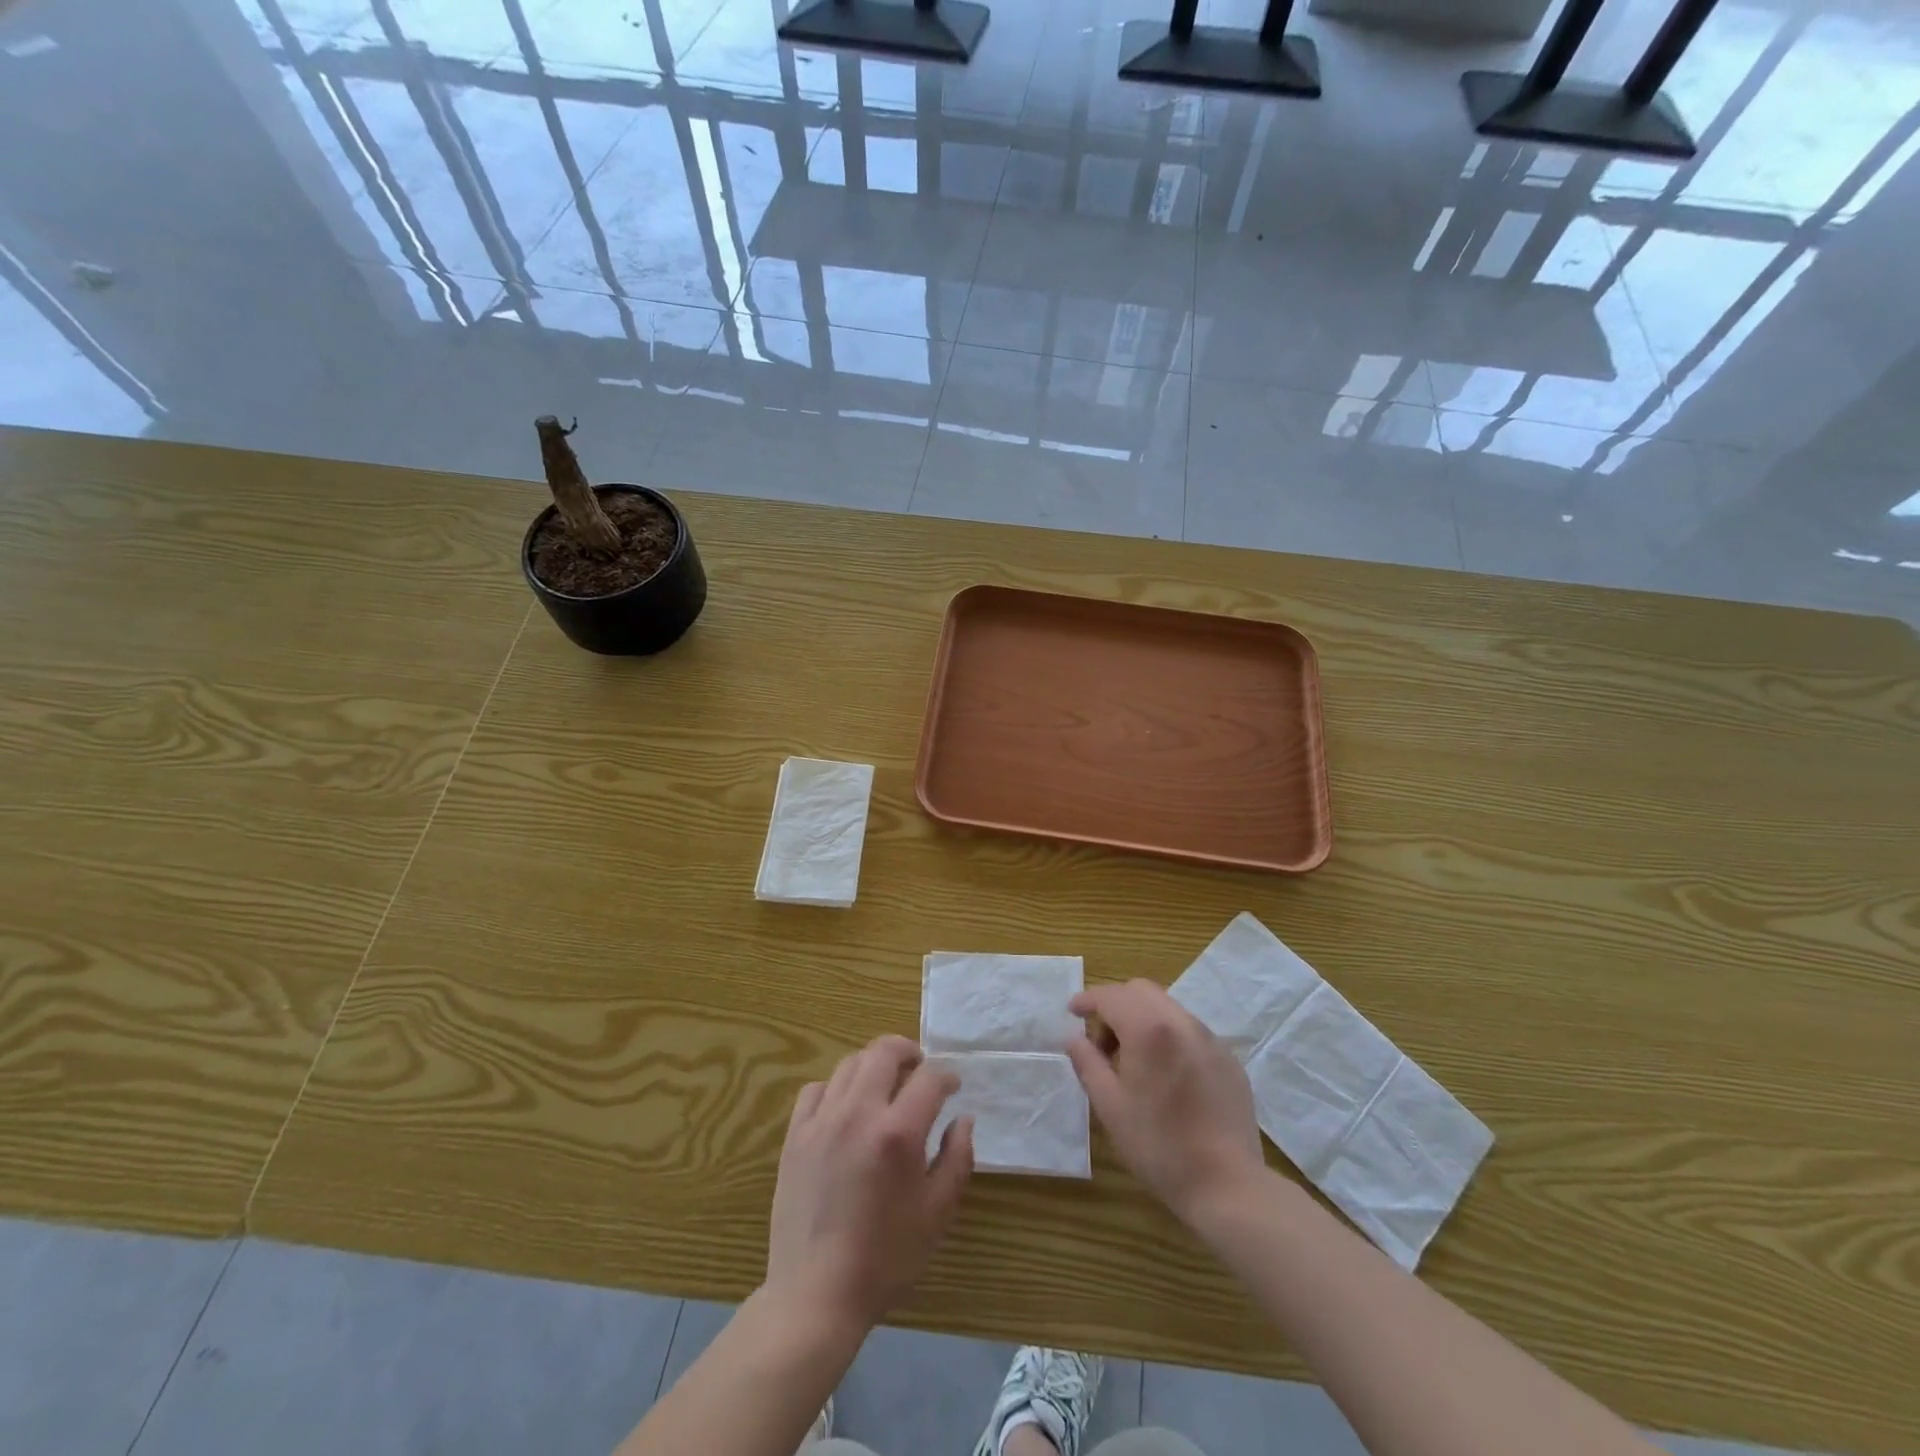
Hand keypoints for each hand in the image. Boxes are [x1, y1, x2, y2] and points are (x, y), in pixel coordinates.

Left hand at [765, 1035, 972, 1333]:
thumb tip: (962, 1119)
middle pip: (884, 1051)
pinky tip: (845, 1108)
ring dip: (874, 1065)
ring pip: (850, 1064)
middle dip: (908, 1051)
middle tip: (919, 1068)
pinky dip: (836, 1088)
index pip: (929, 1078)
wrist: (815, 1295)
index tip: (952, 1088)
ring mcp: (822, 1121)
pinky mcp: (795, 1136)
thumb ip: (957, 1158)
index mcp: (898, 1133)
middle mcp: (858, 1113)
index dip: (946, 1076)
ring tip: (885, 1085)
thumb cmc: (885, 1258)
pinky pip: (816, 1089)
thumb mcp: (937, 1213)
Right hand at [1067, 981, 1265, 1225]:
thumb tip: (1075, 1039)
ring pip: (1167, 1008)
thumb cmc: (1159, 1146)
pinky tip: (1167, 1076)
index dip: (1087, 1000)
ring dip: (1142, 1019)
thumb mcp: (1110, 1107)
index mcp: (1149, 1029)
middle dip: (1116, 1006)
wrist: (1228, 1185)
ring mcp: (1210, 1039)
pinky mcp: (1229, 1059)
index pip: (1111, 996)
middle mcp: (1182, 1022)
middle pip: (1141, 991)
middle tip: (1102, 1043)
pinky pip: (1190, 1032)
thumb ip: (1088, 1064)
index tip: (1072, 1012)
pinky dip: (1168, 1037)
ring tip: (1134, 1062)